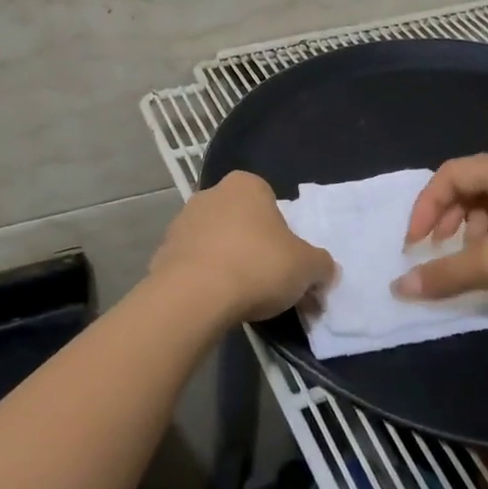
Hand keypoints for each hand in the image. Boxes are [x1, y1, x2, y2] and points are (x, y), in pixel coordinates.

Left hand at [149, 171, 336, 326]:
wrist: (194, 296)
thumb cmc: (258, 266)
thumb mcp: (307, 267)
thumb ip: (321, 265)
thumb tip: (325, 271)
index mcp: (246, 185)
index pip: (271, 203)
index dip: (283, 234)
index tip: (287, 262)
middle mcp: (211, 194)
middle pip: (242, 222)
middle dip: (254, 247)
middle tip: (269, 283)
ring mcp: (182, 222)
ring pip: (216, 243)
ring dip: (228, 263)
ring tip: (241, 299)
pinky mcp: (162, 253)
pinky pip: (193, 265)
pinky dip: (204, 280)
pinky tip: (215, 304)